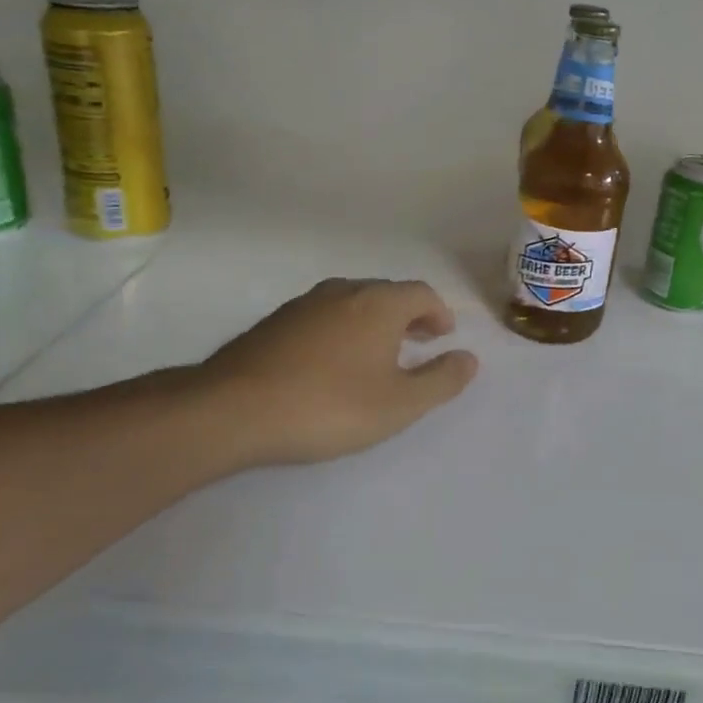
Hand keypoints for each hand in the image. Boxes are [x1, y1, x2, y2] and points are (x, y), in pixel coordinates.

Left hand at [184, 278, 478, 468]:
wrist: (233, 410)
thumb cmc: (330, 406)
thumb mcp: (400, 404)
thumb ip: (441, 380)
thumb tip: (469, 358)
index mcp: (378, 304)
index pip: (421, 293)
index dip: (439, 313)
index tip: (443, 337)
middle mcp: (343, 292)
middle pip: (387, 293)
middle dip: (409, 315)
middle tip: (418, 343)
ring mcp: (304, 304)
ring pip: (352, 302)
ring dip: (374, 321)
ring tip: (378, 354)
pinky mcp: (274, 322)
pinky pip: (323, 316)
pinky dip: (342, 329)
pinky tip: (332, 363)